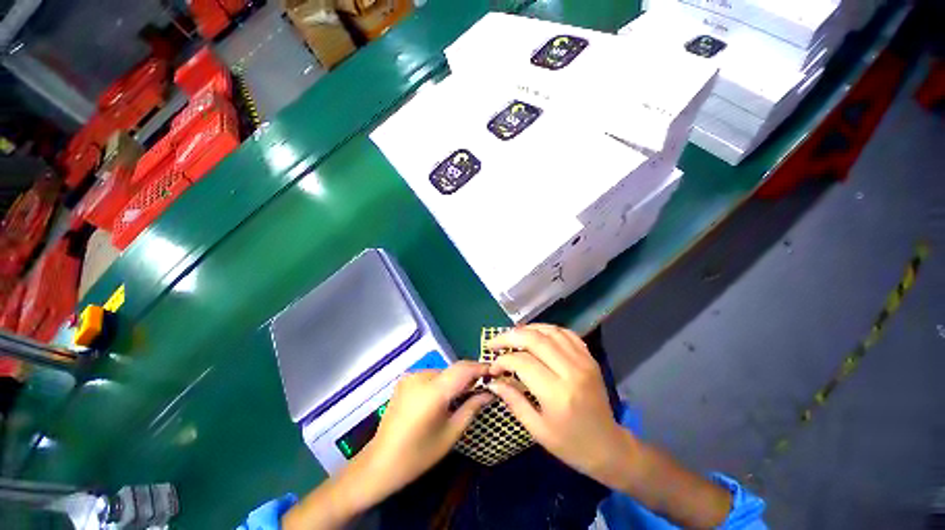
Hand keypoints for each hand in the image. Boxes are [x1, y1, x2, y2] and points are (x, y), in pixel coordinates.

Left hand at [360, 361, 492, 498]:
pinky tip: (444, 397)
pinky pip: (431, 375)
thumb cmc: (419, 454)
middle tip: (483, 386)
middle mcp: (421, 376)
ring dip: (455, 379)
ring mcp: (411, 376)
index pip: (464, 369)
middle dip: (470, 375)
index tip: (495, 372)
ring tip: (464, 394)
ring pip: (443, 372)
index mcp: (433, 390)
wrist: (380, 463)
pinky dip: (442, 382)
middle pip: (453, 369)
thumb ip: (472, 408)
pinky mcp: (405, 379)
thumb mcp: (451, 433)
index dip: (481, 367)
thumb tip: (490, 392)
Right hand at [485, 324, 635, 485]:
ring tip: (512, 336)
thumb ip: (514, 401)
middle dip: (509, 337)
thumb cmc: (570, 444)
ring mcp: (583, 361)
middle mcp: (571, 371)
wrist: (609, 446)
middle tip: (494, 342)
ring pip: (550, 331)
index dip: (503, 360)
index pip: (522, 362)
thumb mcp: (537, 430)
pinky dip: (547, 330)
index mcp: (557, 394)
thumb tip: (493, 382)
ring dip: (527, 329)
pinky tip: (536, 335)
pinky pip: (566, 334)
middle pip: (535, 339)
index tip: (492, 367)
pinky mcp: (589, 357)